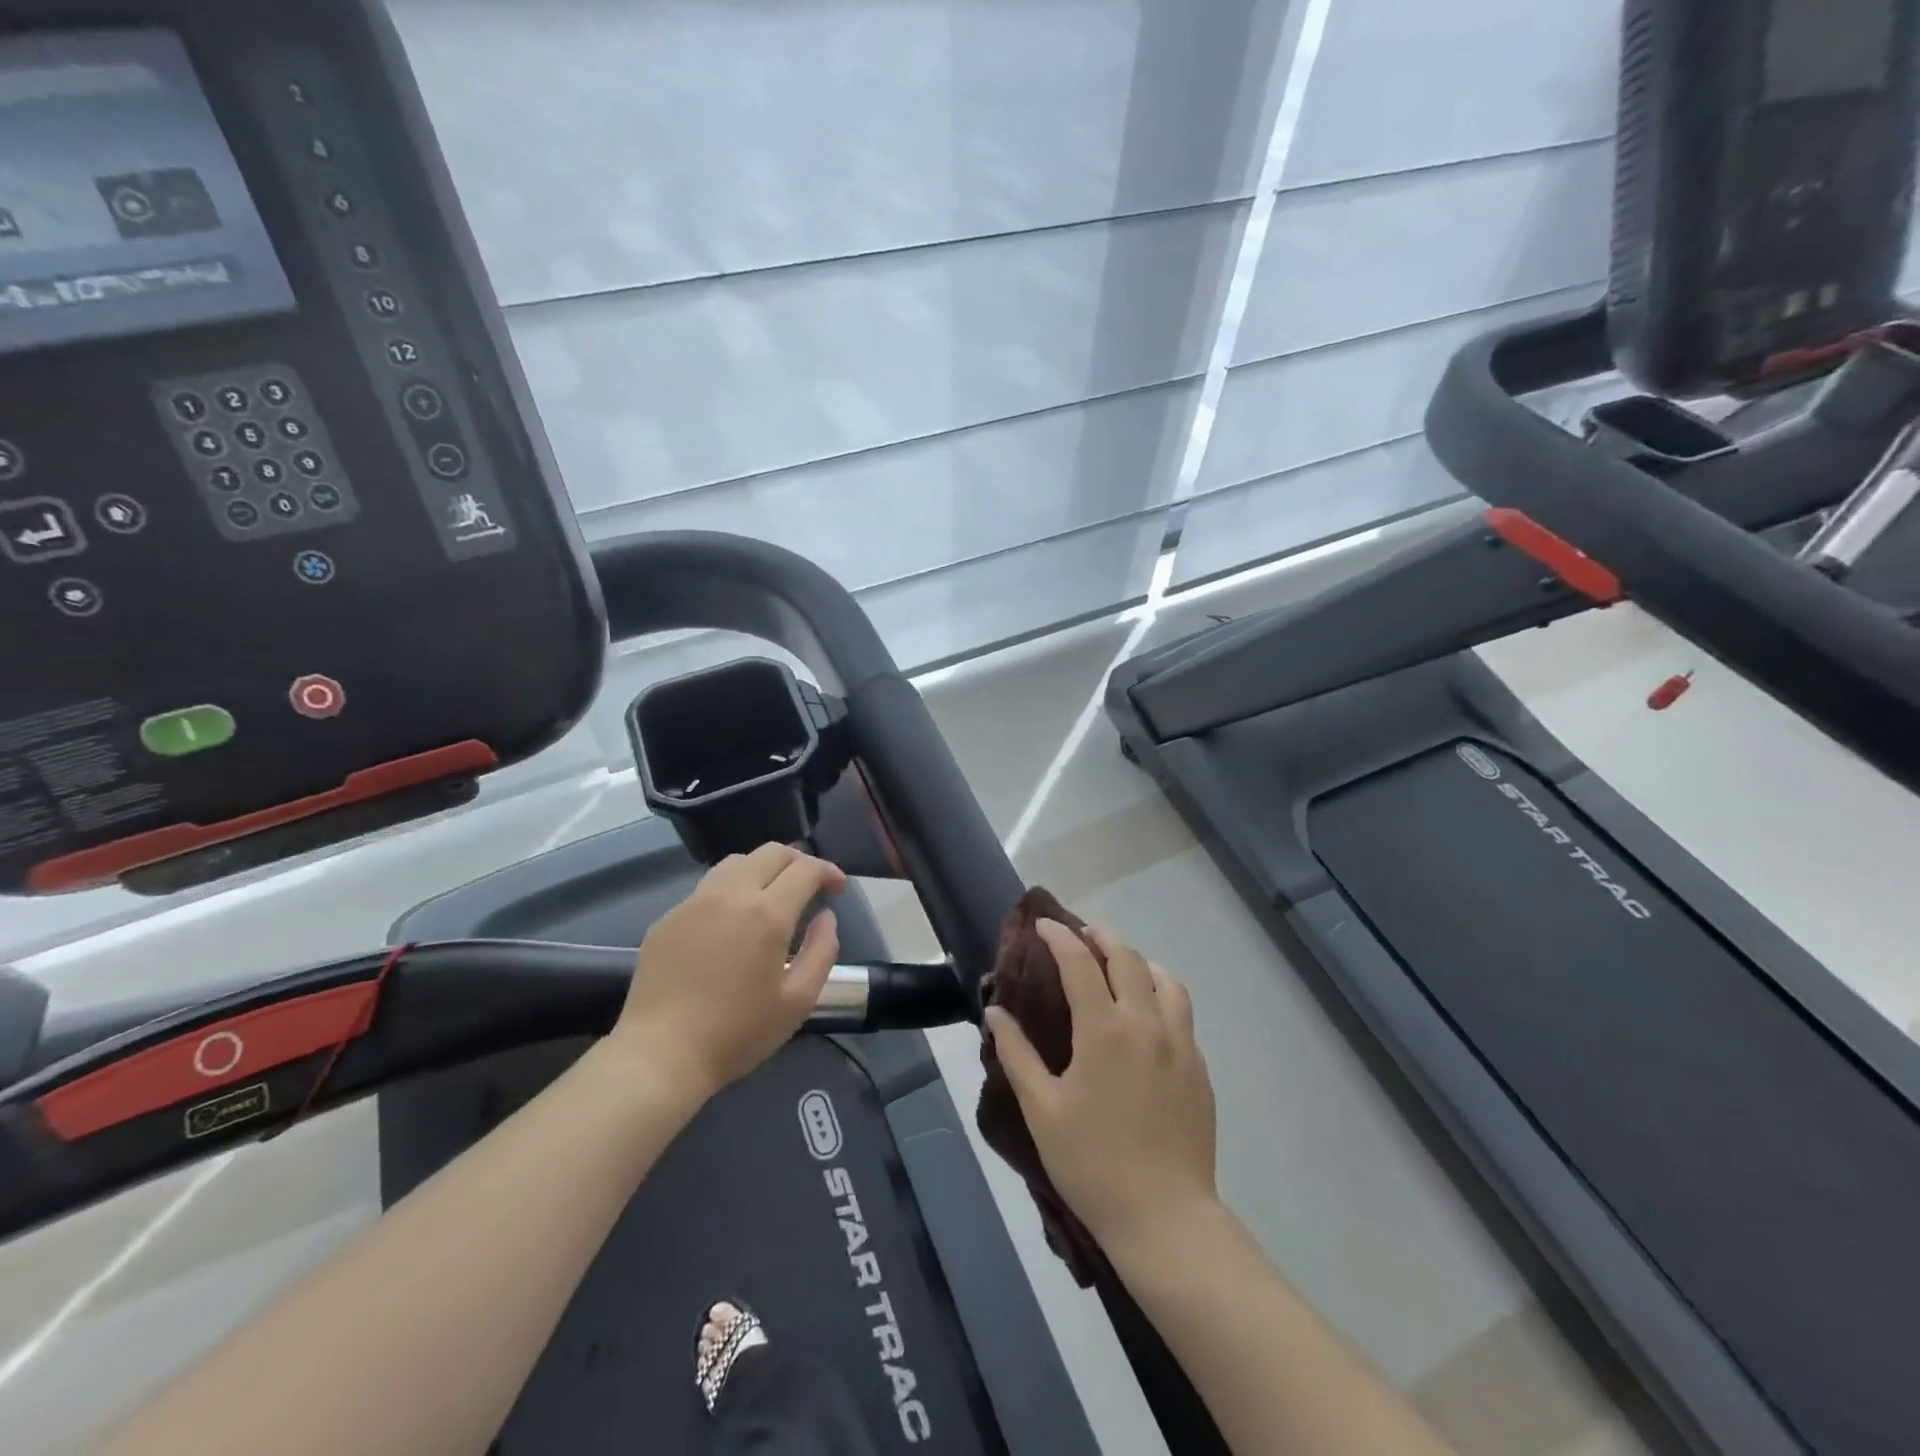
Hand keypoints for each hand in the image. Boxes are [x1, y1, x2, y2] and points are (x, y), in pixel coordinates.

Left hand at [609, 843, 847, 1097]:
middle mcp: (730, 895)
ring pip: (736, 862)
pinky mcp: (668, 918)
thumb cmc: (737, 1033)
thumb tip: (826, 918)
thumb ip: (822, 951)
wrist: (660, 1055)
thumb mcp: (798, 1001)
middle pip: (771, 852)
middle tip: (811, 885)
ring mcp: (694, 903)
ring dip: (763, 869)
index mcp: (767, 914)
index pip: (805, 869)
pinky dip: (731, 891)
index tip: (838, 888)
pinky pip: (707, 888)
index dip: (828, 871)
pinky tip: (732, 922)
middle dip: (799, 861)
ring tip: (772, 896)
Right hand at [986, 921, 1218, 1254]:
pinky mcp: (1199, 1068)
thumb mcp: (1042, 1109)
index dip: (1059, 937)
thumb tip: (995, 1011)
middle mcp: (1146, 1024)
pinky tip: (1149, 1013)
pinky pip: (1182, 1012)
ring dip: (1139, 961)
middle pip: (1127, 959)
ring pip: (1165, 980)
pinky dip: (1161, 993)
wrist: (1165, 1218)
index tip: (1043, 925)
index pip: (1080, 963)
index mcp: (1104, 1030)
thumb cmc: (1092, 1163)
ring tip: (1120, 964)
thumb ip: (1016, 1054)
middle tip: (1081, 934)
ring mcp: (1180, 1044)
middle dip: (1102, 937)